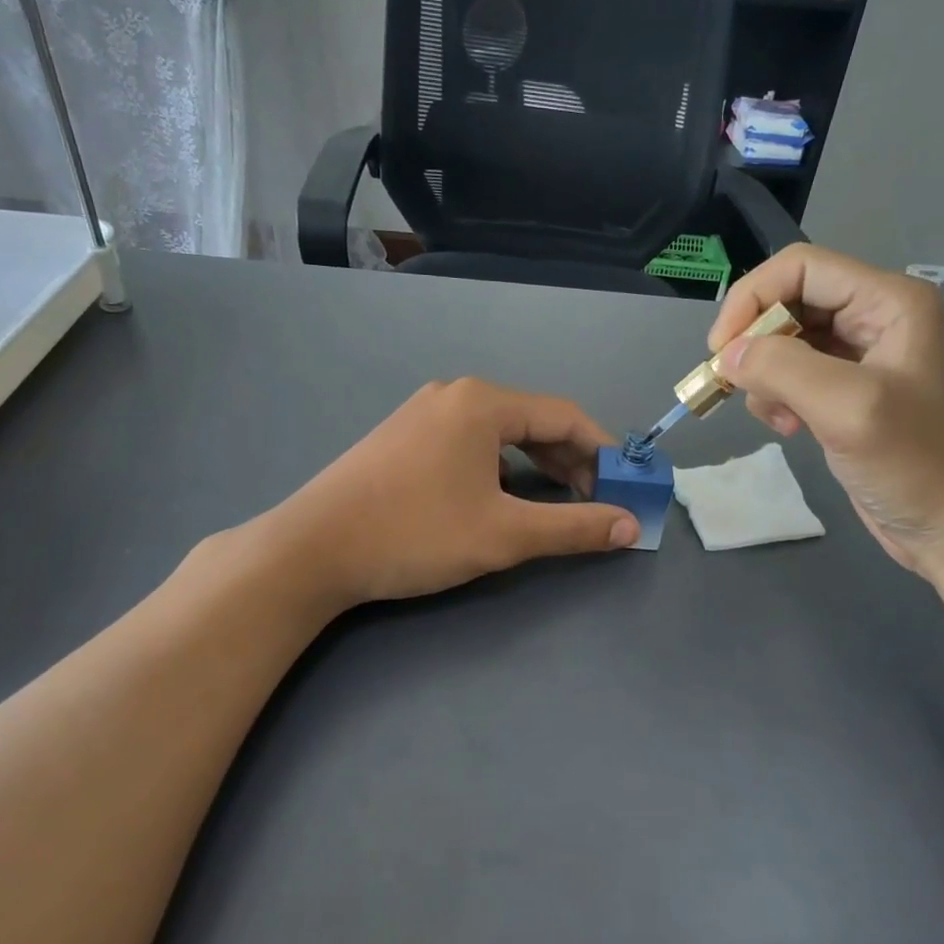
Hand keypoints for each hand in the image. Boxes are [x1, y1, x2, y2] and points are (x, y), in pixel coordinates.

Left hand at [268, 378, 638, 608]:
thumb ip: (574, 528)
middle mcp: (455, 395)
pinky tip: (500, 497)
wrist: (312, 549)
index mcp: (483, 403)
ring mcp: (423, 413)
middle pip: (533, 421)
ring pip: (500, 433)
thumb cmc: (415, 534)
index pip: (565, 416)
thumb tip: (632, 526)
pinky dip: (499, 466)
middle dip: (570, 461)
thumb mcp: (504, 534)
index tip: (625, 487)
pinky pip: (469, 442)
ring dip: (536, 465)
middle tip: (593, 501)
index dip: (603, 452)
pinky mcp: (403, 437)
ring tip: (556, 501)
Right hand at [709, 245, 943, 575]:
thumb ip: (783, 368)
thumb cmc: (917, 466)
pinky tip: (790, 428)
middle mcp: (877, 318)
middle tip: (735, 386)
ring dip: (766, 376)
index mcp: (890, 302)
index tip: (721, 352)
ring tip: (777, 417)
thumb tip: (728, 356)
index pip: (800, 268)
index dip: (752, 299)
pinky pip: (795, 376)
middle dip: (756, 342)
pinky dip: (778, 397)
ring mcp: (864, 358)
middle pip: (790, 302)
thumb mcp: (849, 409)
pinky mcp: (850, 394)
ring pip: (787, 342)